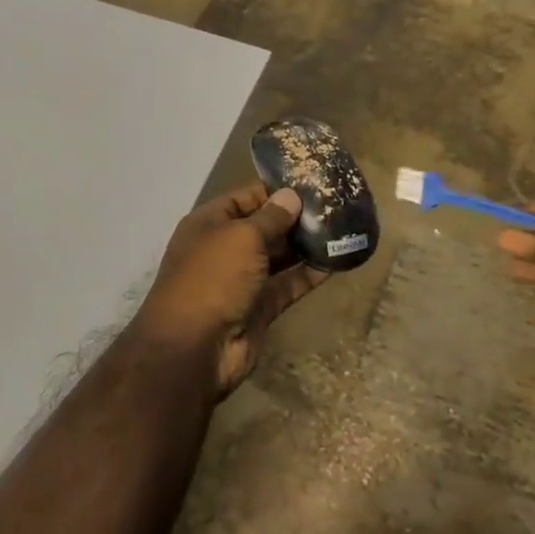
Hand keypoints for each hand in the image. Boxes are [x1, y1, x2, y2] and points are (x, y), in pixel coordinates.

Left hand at [134, 184, 328, 396]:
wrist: (194, 348)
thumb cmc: (213, 278)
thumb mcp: (242, 237)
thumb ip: (271, 217)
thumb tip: (292, 196)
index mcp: (209, 224)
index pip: (245, 198)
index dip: (276, 192)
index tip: (311, 185)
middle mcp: (224, 249)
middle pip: (264, 227)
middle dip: (295, 218)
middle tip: (334, 207)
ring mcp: (241, 280)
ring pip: (277, 257)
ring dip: (304, 246)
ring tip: (340, 230)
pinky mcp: (259, 308)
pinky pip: (287, 285)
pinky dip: (308, 275)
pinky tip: (335, 262)